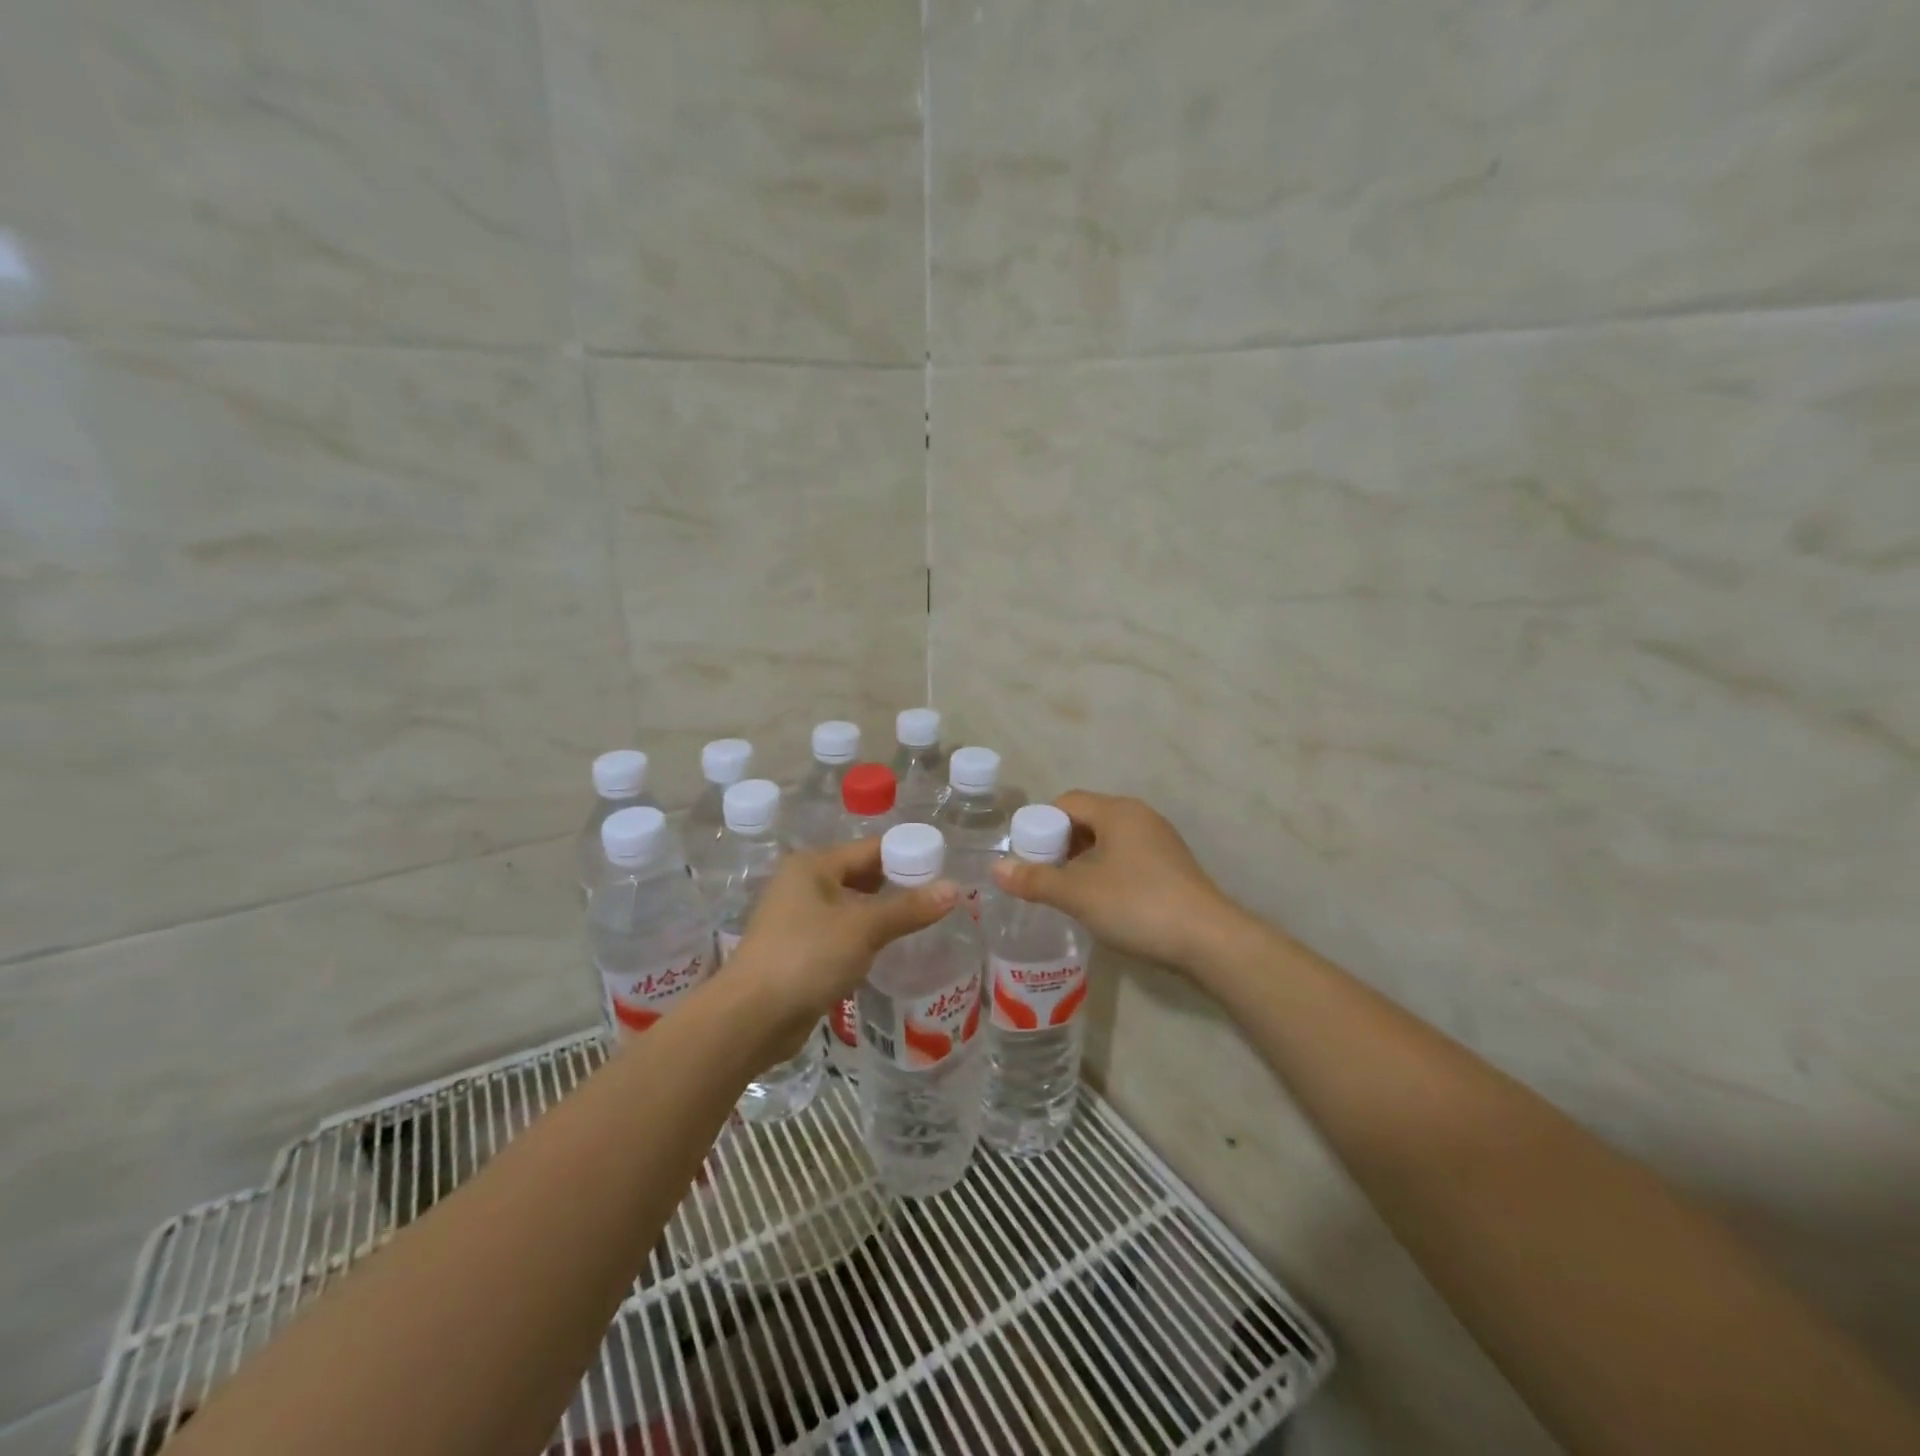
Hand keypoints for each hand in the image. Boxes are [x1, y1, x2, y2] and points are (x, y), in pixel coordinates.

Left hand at [725, 838, 957, 1047]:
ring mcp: (799, 919)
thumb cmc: (807, 957)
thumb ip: (909, 908)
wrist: (751, 1018)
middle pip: (862, 876)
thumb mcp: (864, 928)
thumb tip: (955, 888)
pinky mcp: (800, 951)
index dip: (908, 856)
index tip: (944, 870)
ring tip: (926, 924)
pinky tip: (891, 951)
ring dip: (883, 915)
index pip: (871, 849)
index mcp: (813, 865)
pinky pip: (842, 934)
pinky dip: (865, 938)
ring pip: (852, 908)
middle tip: (940, 899)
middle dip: (899, 887)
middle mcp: (803, 884)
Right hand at [990, 790, 1243, 971]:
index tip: (1026, 856)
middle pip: (1086, 819)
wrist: (1209, 940)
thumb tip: (996, 868)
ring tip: (1067, 891)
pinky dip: (1106, 870)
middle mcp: (1139, 816)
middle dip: (1060, 844)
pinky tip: (1101, 901)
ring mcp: (1159, 841)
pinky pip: (1127, 857)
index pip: (1066, 802)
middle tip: (1042, 876)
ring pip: (1107, 840)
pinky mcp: (1171, 866)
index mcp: (1117, 811)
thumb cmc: (1138, 905)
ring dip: (1082, 860)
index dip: (1040, 825)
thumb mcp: (1079, 894)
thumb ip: (1036, 879)